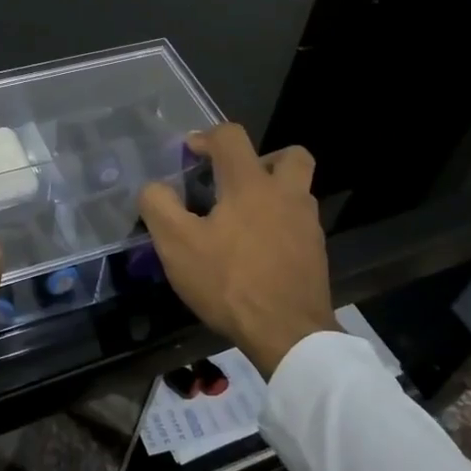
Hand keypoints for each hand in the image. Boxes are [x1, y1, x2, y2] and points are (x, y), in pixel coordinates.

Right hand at [137, 124, 335, 378]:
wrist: (288, 333)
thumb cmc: (229, 282)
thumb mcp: (176, 245)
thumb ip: (159, 206)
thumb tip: (153, 187)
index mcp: (251, 184)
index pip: (231, 137)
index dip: (207, 137)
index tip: (190, 153)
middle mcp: (286, 194)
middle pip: (290, 155)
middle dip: (261, 159)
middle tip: (235, 182)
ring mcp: (307, 225)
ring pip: (297, 191)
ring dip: (273, 194)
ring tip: (242, 221)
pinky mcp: (316, 254)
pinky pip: (298, 224)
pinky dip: (279, 226)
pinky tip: (257, 252)